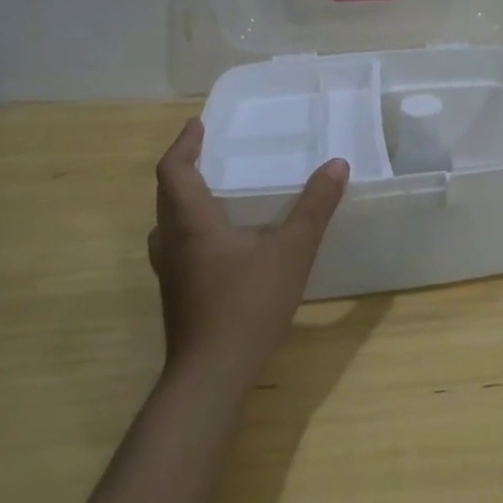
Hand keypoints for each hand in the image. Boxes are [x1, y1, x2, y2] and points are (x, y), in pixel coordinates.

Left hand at [147, 119, 348, 385]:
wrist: (211, 377)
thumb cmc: (247, 305)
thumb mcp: (291, 251)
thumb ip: (314, 207)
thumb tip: (336, 164)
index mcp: (191, 223)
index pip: (173, 171)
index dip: (183, 145)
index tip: (198, 126)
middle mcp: (172, 243)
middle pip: (166, 195)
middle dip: (185, 169)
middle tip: (210, 153)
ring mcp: (170, 273)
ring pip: (168, 224)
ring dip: (184, 201)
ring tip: (215, 192)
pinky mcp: (178, 295)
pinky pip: (178, 246)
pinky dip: (192, 229)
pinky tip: (223, 243)